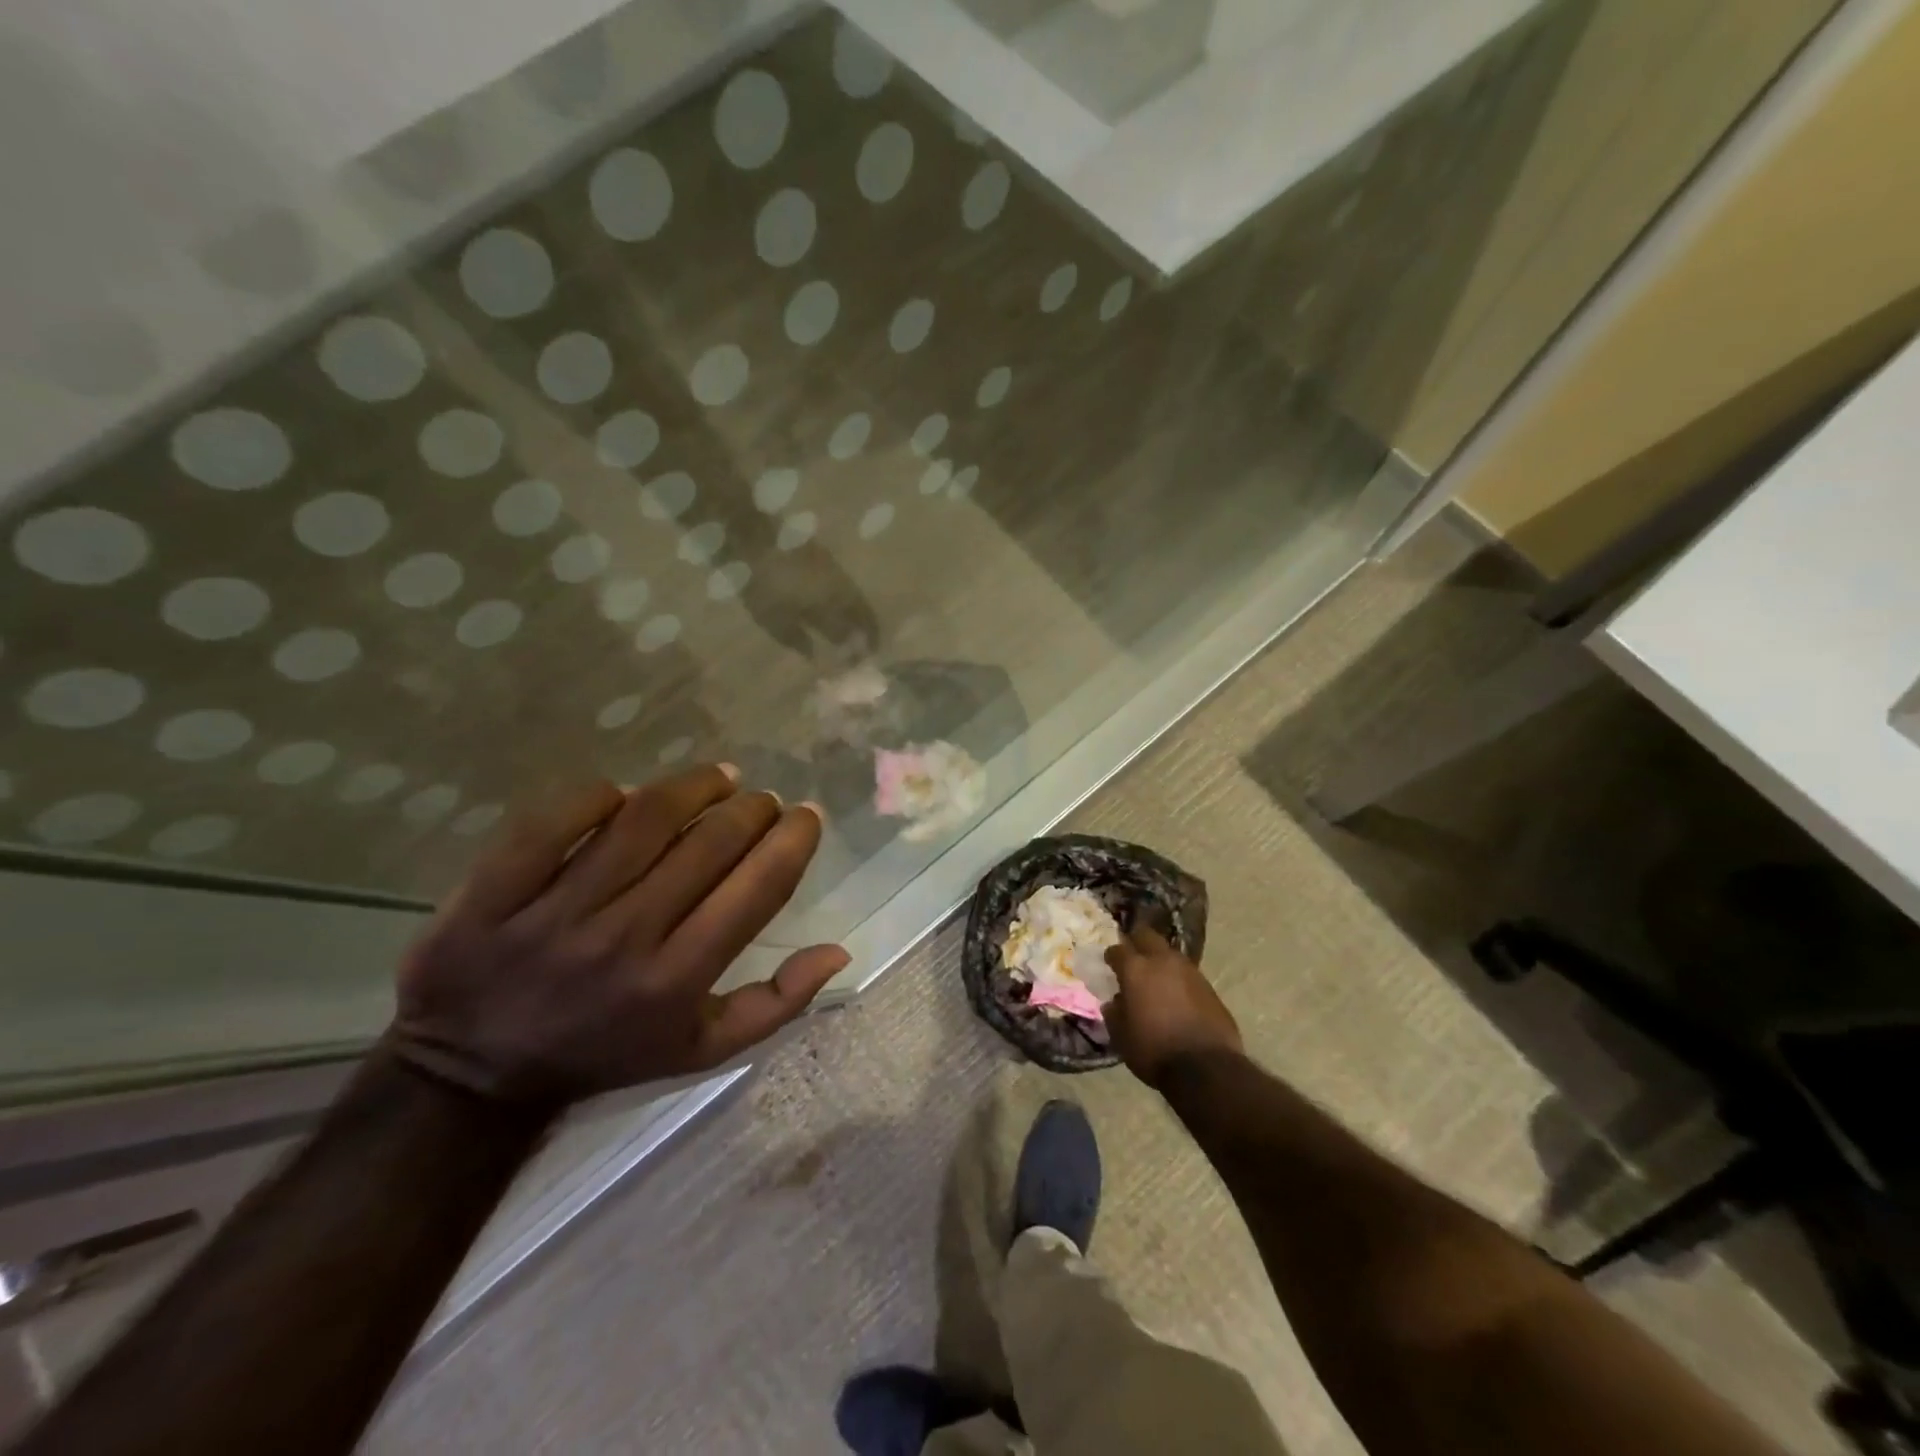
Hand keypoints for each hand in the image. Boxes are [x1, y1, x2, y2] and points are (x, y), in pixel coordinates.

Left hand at [391, 768, 848, 1105]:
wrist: (472, 1074)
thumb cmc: (607, 1054)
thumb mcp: (701, 1051)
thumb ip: (776, 1005)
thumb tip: (839, 951)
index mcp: (677, 981)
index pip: (757, 889)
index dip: (793, 840)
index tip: (806, 815)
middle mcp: (624, 940)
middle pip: (707, 845)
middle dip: (751, 809)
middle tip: (762, 799)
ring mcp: (554, 914)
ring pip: (642, 820)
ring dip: (694, 786)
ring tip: (719, 778)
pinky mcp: (493, 894)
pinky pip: (554, 821)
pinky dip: (598, 795)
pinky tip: (626, 794)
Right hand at [1104, 926, 1242, 1087]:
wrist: (1206, 1068)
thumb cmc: (1154, 1051)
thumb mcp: (1122, 1037)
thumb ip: (1114, 1014)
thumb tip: (1113, 1003)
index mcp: (1136, 970)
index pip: (1118, 950)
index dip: (1111, 956)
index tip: (1109, 963)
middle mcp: (1162, 961)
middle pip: (1147, 936)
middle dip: (1137, 942)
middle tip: (1132, 957)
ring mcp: (1189, 971)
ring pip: (1170, 953)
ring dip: (1160, 961)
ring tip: (1156, 978)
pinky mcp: (1209, 986)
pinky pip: (1187, 973)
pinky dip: (1178, 979)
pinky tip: (1177, 995)